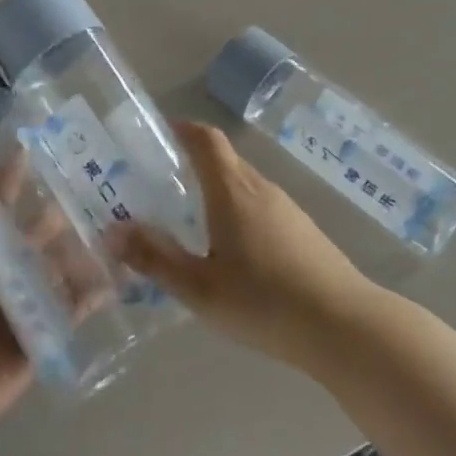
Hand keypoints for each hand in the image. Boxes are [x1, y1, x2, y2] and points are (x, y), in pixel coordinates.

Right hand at [113, 122, 371, 366]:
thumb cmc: (263, 301)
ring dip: (216, 191)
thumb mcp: (199, 288)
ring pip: (243, 185)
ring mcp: (287, 208)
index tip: (162, 133)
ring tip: (190, 220)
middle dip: (193, 164)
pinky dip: (237, 212)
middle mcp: (260, 188)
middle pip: (224, 160)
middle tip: (162, 186)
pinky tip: (231, 251)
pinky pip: (261, 207)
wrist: (343, 325)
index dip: (184, 129)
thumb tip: (112, 231)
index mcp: (232, 191)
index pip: (207, 140)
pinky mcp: (303, 230)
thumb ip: (154, 259)